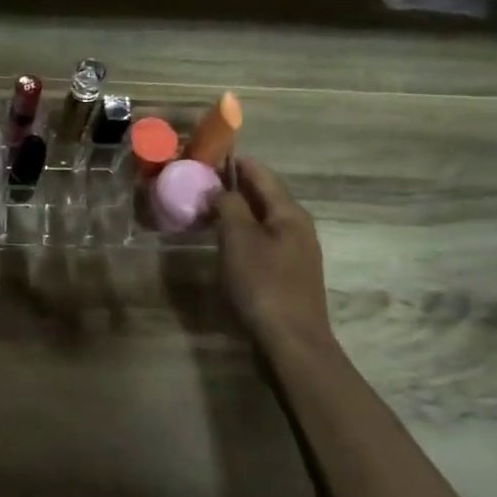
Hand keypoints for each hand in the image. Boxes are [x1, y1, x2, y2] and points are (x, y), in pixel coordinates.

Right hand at [213, 157, 331, 345]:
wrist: (292, 342)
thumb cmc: (264, 284)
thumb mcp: (239, 239)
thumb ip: (228, 206)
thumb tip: (218, 189)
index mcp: (289, 212)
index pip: (260, 173)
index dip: (234, 161)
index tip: (205, 155)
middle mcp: (297, 226)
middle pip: (263, 195)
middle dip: (232, 185)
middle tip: (198, 182)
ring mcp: (295, 251)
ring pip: (261, 219)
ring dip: (235, 210)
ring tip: (204, 209)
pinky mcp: (287, 273)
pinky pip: (261, 240)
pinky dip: (241, 232)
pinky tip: (223, 241)